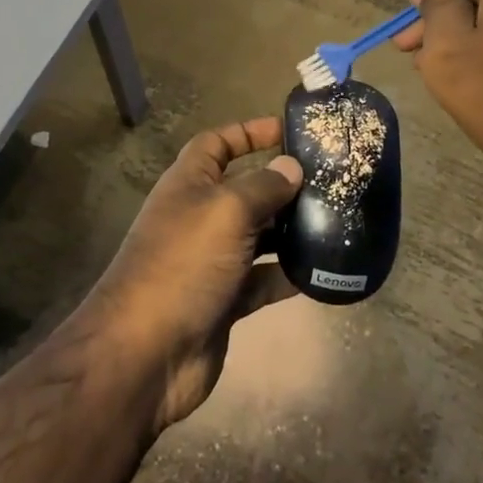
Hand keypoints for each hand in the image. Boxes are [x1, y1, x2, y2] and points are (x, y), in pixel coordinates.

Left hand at [81, 118, 302, 433]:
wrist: (147, 352)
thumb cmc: (184, 263)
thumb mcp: (226, 211)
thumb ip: (262, 186)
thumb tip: (291, 167)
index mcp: (189, 184)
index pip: (217, 143)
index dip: (248, 132)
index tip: (288, 130)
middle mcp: (200, 217)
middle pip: (244, 189)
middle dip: (282, 183)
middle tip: (331, 180)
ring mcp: (212, 261)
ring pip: (259, 236)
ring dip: (291, 229)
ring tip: (335, 221)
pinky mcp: (225, 300)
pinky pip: (264, 280)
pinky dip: (289, 275)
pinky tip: (322, 270)